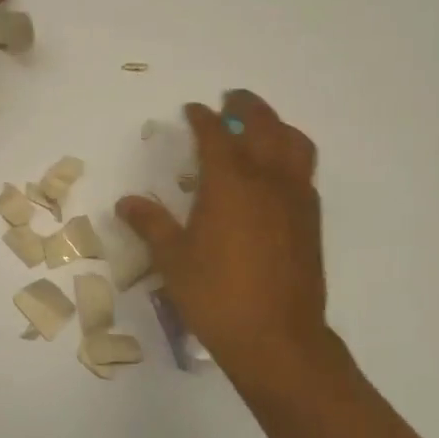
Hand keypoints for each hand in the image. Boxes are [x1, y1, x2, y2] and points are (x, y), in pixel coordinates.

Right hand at [115, 90, 329, 384]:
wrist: (277, 338)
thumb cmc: (216, 296)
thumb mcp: (173, 260)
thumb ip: (151, 224)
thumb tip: (127, 202)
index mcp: (229, 183)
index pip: (216, 135)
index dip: (202, 118)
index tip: (193, 110)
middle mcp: (267, 179)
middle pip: (262, 125)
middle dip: (246, 107)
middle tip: (232, 100)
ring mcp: (296, 198)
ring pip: (294, 143)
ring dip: (276, 125)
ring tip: (261, 127)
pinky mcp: (311, 220)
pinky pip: (304, 171)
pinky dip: (290, 155)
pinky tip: (277, 173)